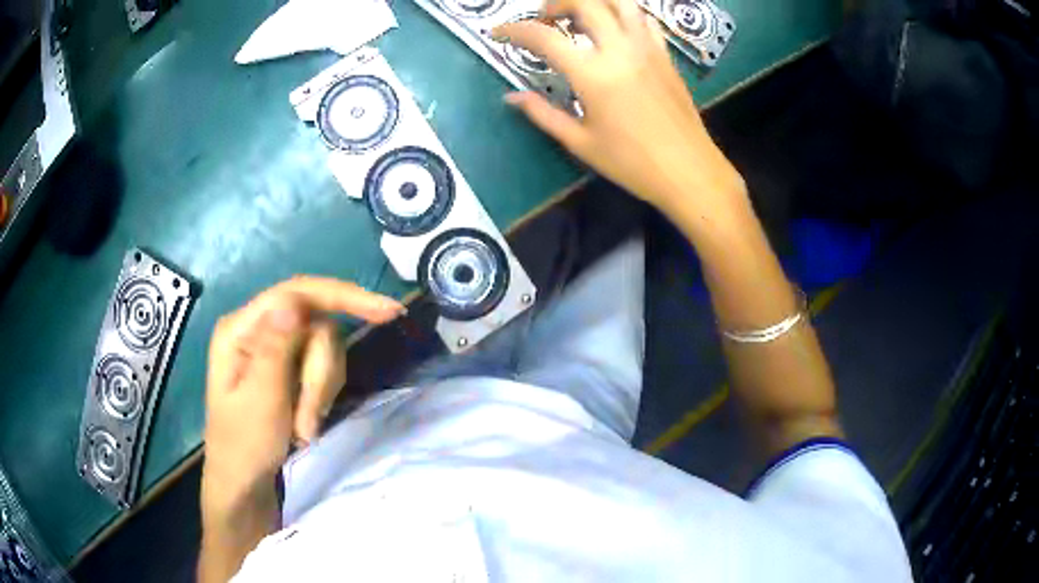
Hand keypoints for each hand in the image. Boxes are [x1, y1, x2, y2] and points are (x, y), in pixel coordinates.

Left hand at [202, 276, 403, 505]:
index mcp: (241, 329)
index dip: (343, 296)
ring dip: (322, 390)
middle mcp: (259, 329)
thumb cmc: (245, 446)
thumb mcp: (260, 402)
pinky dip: (323, 396)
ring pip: (325, 348)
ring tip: (305, 427)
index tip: (388, 313)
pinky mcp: (290, 367)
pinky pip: (324, 367)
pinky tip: (307, 421)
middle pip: (316, 325)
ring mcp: (276, 348)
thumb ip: (275, 350)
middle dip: (321, 374)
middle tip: (310, 420)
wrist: (247, 484)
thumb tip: (293, 302)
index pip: (297, 293)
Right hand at [494, 0, 745, 213]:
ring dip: (593, 2)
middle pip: (584, 3)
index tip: (499, 33)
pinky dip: (623, 14)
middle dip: (556, 3)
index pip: (544, 37)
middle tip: (545, 19)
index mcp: (593, 74)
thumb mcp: (580, 142)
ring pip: (619, 2)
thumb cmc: (632, 163)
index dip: (514, 31)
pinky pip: (643, 19)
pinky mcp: (664, 54)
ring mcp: (646, 48)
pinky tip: (615, 30)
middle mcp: (620, 49)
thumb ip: (543, 114)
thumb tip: (512, 97)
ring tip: (580, 17)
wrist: (688, 171)